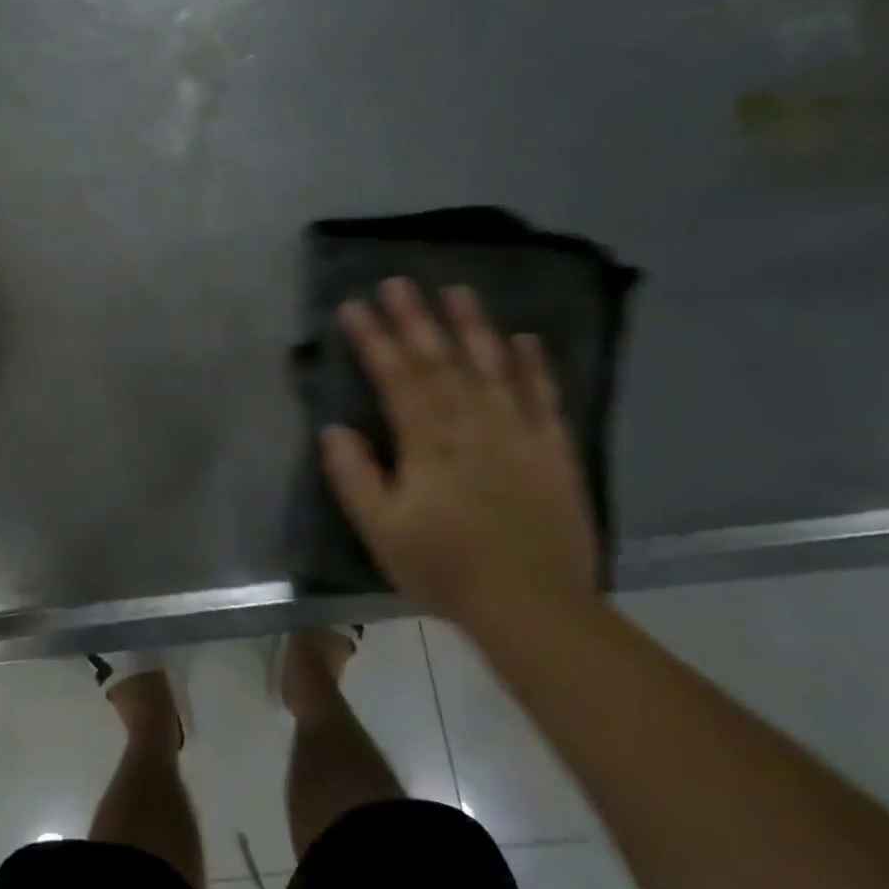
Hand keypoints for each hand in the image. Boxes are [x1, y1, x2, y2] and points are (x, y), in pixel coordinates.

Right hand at [319, 278, 598, 633]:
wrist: (534, 607)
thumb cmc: (445, 567)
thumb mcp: (380, 529)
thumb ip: (354, 475)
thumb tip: (335, 428)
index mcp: (428, 442)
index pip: (395, 377)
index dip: (373, 339)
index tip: (353, 306)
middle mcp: (473, 424)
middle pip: (440, 361)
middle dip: (416, 319)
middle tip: (399, 281)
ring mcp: (518, 434)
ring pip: (492, 367)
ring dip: (473, 326)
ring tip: (457, 290)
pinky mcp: (553, 450)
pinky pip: (543, 397)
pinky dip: (534, 366)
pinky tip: (525, 339)